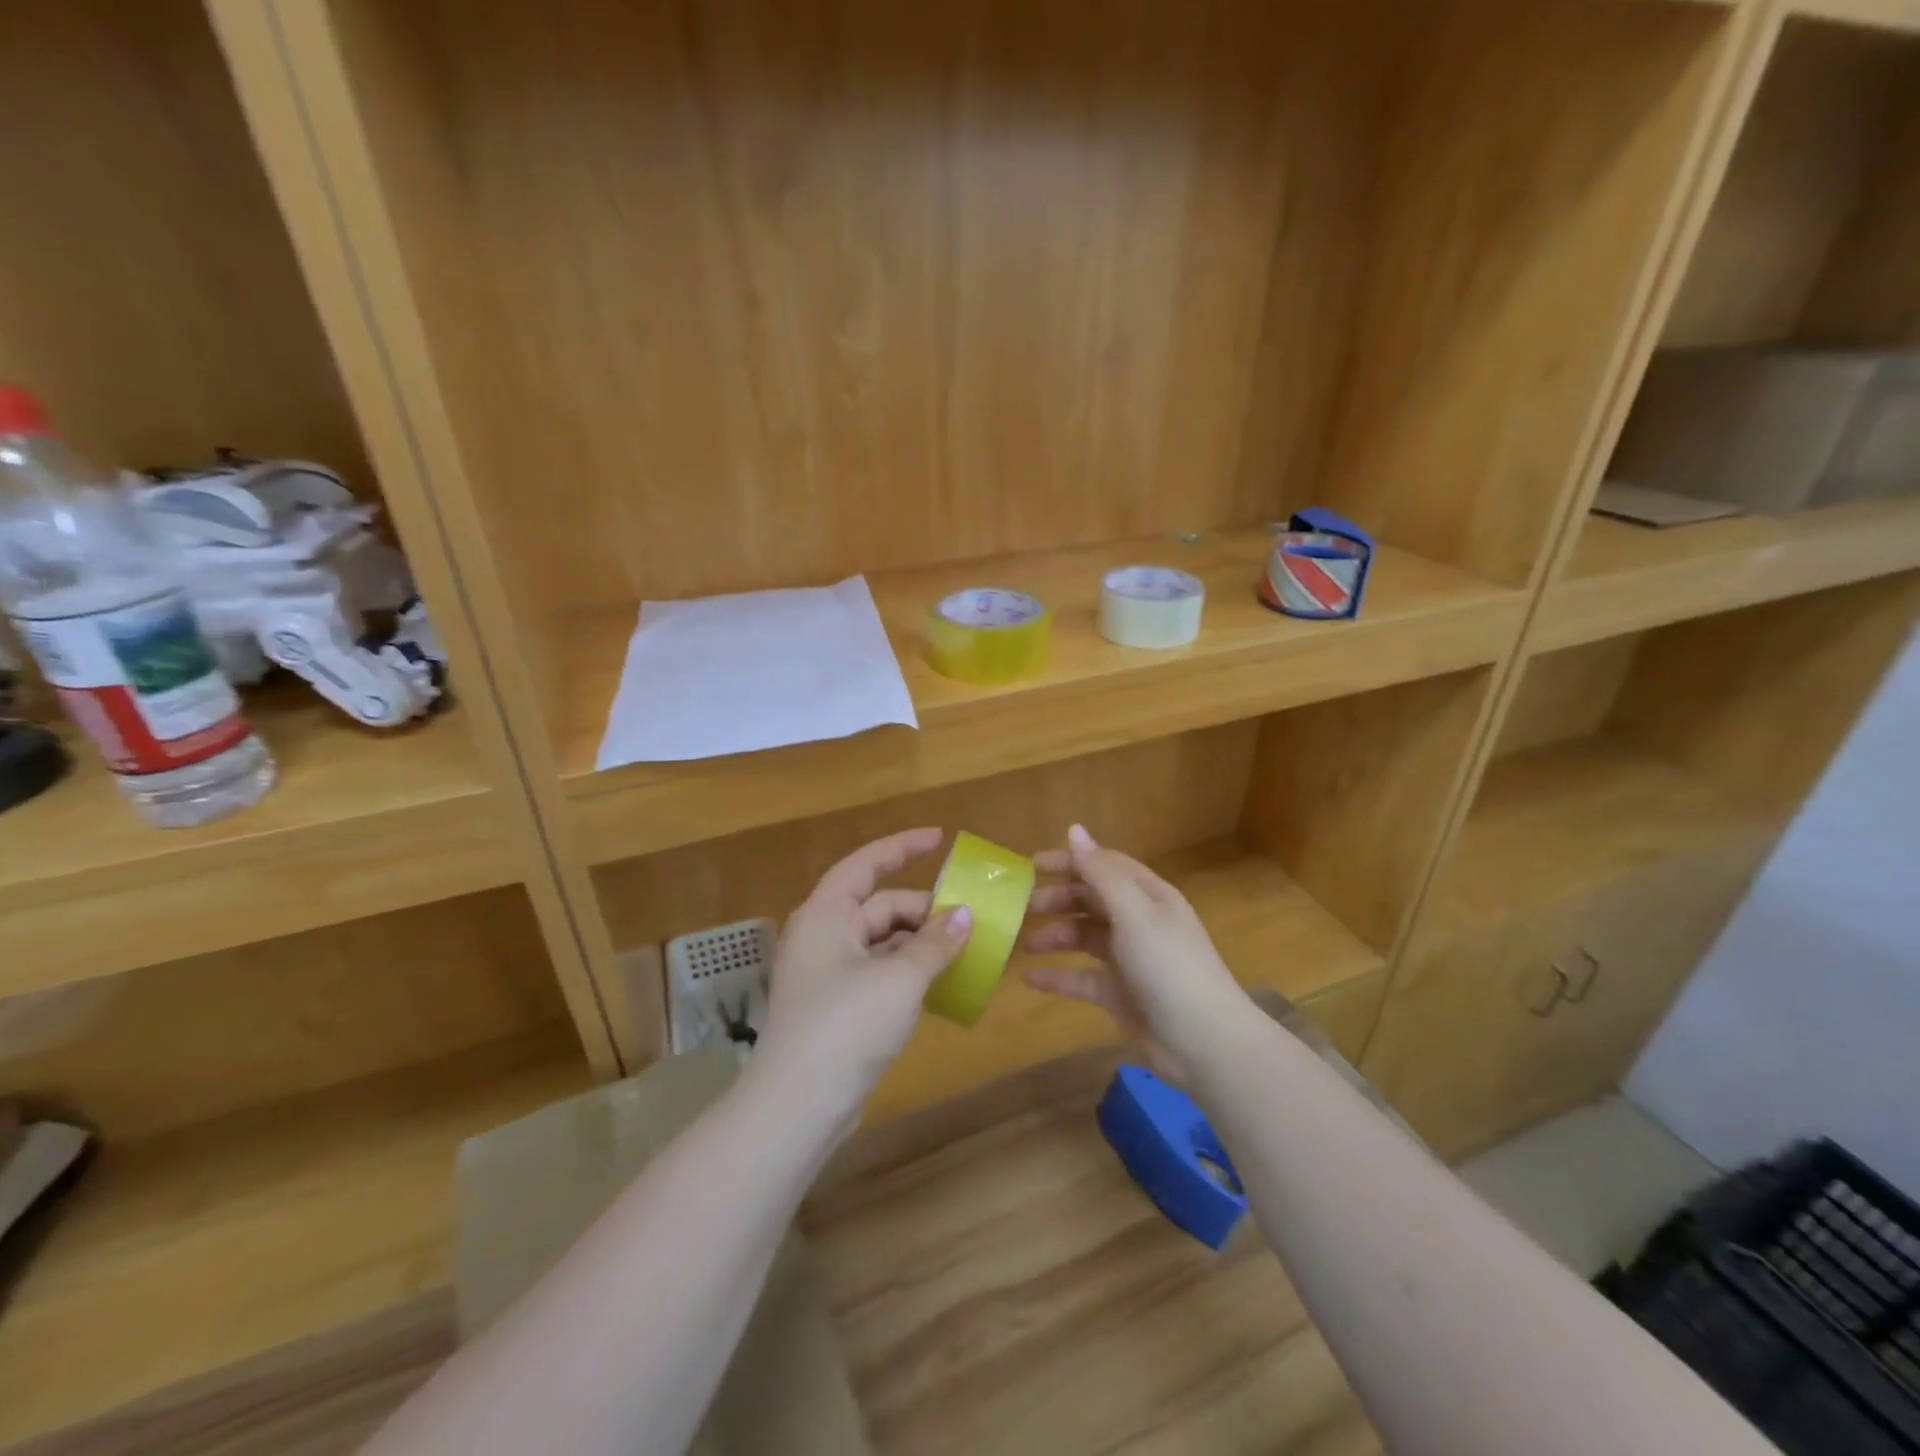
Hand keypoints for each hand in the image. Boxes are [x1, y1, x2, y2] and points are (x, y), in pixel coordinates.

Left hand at [757, 828, 971, 1123]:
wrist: (799, 1106)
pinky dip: (910, 971)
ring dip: (922, 943)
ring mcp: (829, 973)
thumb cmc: (846, 1025)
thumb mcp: (900, 978)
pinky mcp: (838, 1006)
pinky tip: (942, 982)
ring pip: (883, 942)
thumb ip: (935, 943)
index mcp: (826, 914)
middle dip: (926, 910)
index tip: (940, 839)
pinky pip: (881, 972)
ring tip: (966, 950)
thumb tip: (966, 914)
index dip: (902, 847)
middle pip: (881, 906)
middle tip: (972, 920)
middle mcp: (824, 936)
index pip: (865, 864)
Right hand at [1022, 824, 1249, 1081]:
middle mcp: (1138, 922)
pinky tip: (1028, 979)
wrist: (1204, 1042)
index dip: (1069, 861)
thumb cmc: (1168, 966)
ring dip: (1054, 936)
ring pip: (1084, 938)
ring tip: (1022, 944)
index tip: (1030, 865)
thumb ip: (1100, 872)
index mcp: (1148, 896)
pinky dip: (1056, 976)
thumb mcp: (1134, 912)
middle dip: (1057, 900)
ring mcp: (1129, 959)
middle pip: (1091, 900)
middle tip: (1021, 907)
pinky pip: (1081, 978)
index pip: (1103, 866)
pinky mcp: (1119, 994)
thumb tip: (1074, 829)